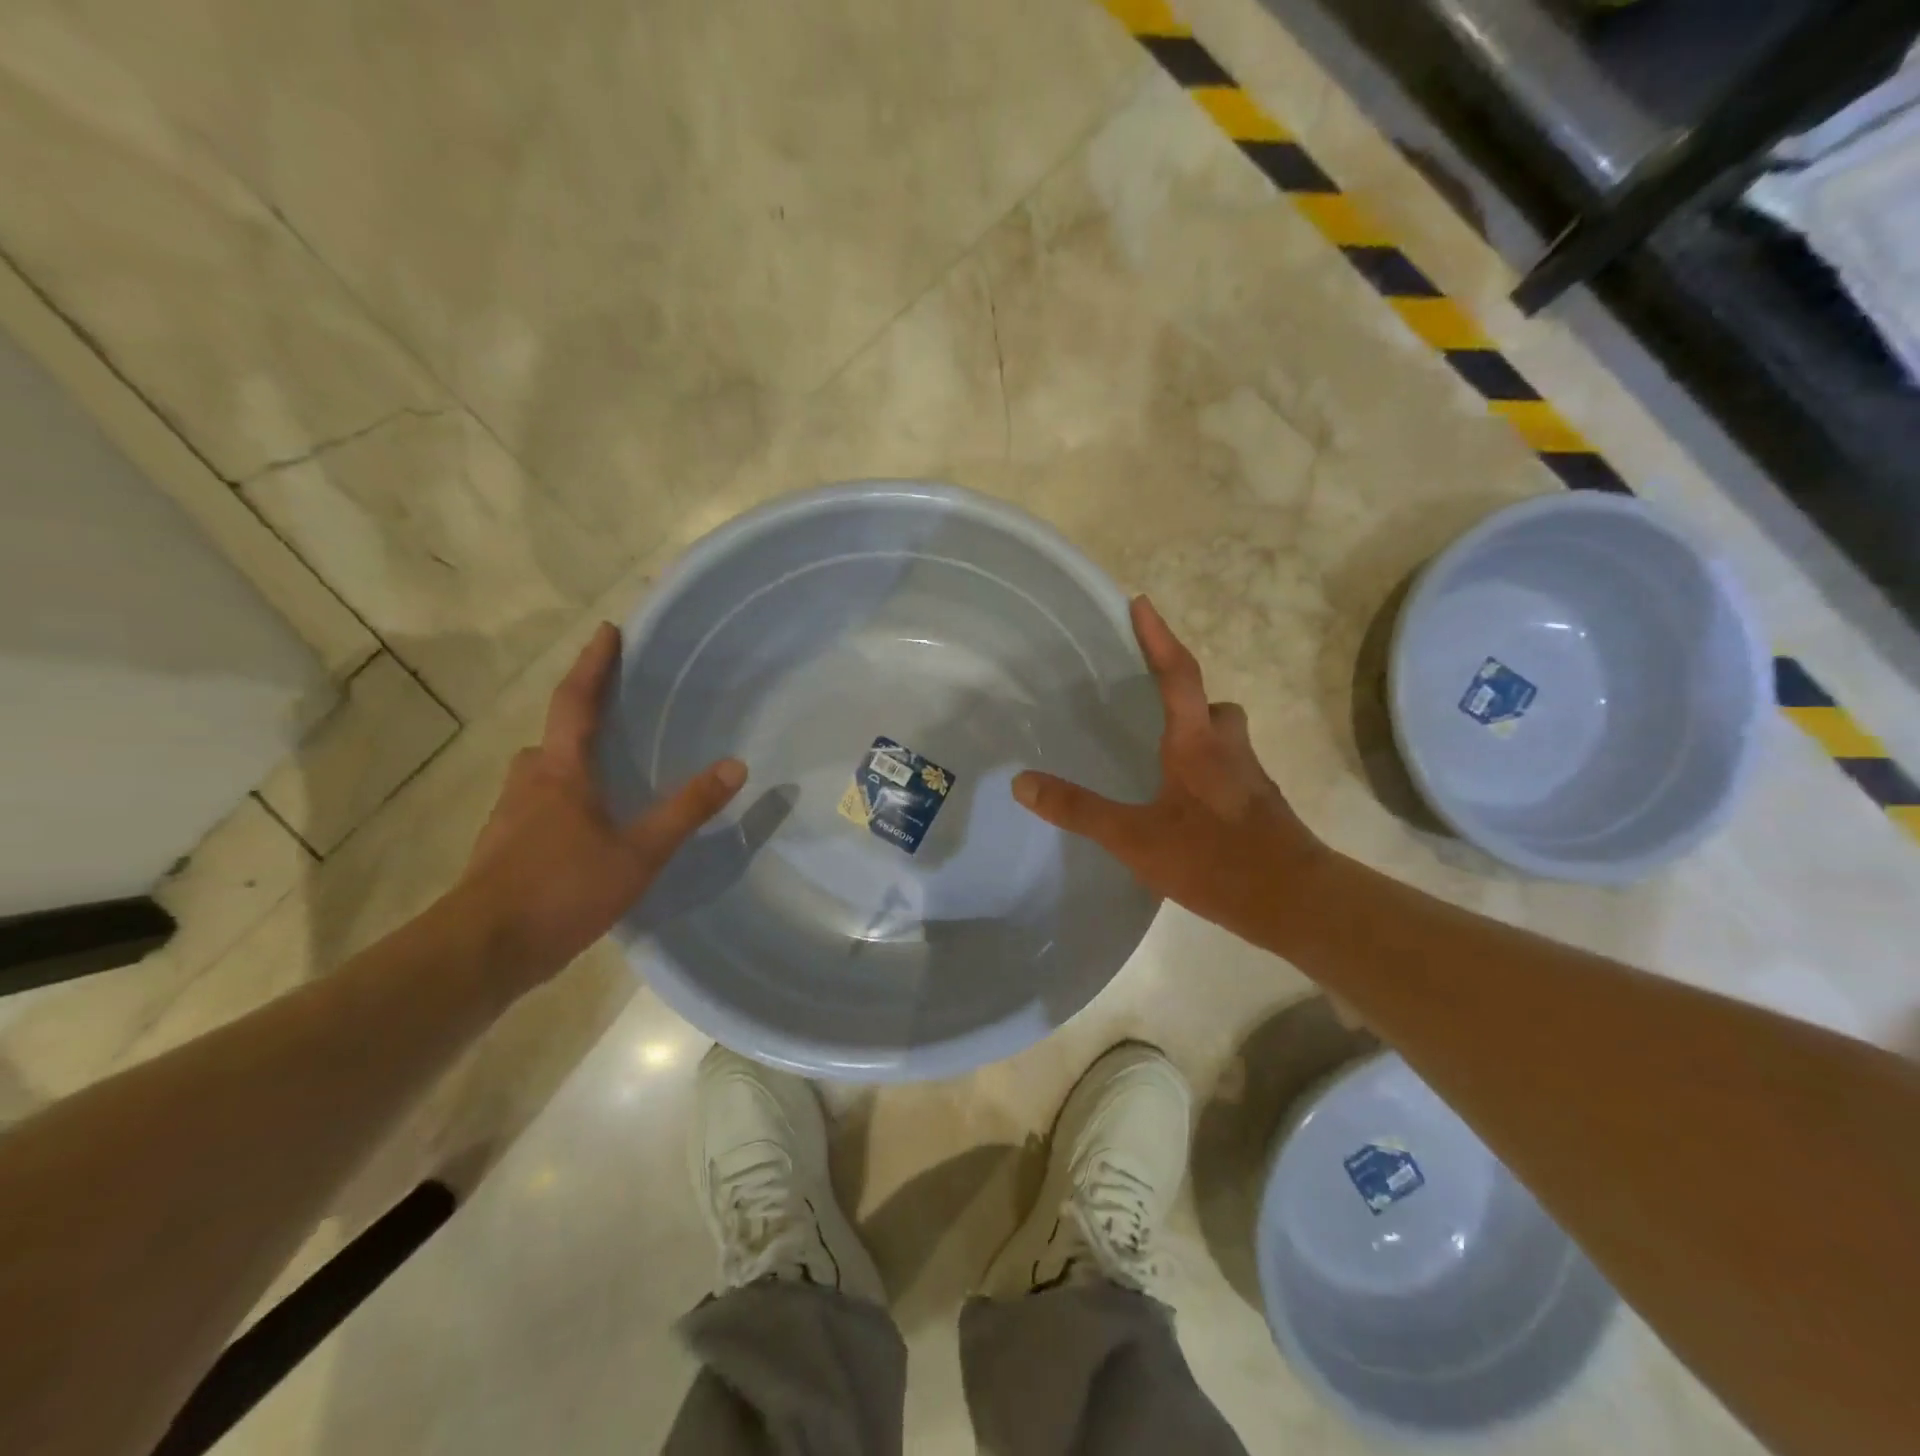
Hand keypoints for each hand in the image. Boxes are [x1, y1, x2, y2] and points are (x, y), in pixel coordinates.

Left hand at [456, 622, 745, 990]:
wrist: (481, 952)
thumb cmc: (560, 890)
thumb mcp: (638, 853)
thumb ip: (686, 810)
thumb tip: (735, 766)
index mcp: (560, 771)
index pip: (576, 701)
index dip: (593, 665)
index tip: (608, 631)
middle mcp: (528, 782)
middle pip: (553, 735)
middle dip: (581, 716)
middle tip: (616, 712)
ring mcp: (509, 816)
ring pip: (541, 773)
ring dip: (569, 761)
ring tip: (606, 774)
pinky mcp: (502, 849)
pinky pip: (536, 805)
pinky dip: (561, 799)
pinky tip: (583, 830)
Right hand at [1012, 596, 1325, 948]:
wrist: (1294, 901)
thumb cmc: (1213, 858)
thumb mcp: (1134, 837)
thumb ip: (1079, 810)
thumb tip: (1022, 782)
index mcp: (1196, 743)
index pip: (1177, 674)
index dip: (1158, 638)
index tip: (1141, 603)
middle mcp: (1228, 749)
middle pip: (1213, 706)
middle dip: (1188, 698)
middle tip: (1155, 707)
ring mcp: (1251, 779)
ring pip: (1227, 739)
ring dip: (1202, 736)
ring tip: (1165, 761)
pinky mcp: (1262, 808)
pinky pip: (1233, 773)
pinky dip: (1210, 774)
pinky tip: (1188, 807)